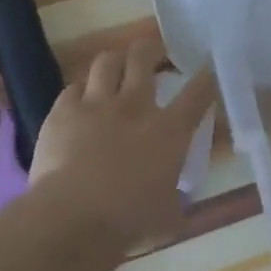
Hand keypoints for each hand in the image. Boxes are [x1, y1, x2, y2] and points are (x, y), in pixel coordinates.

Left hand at [30, 37, 217, 242]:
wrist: (71, 220)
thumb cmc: (129, 222)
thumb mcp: (169, 214)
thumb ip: (175, 198)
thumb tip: (177, 200)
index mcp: (169, 131)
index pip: (198, 92)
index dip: (207, 75)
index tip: (209, 66)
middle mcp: (134, 107)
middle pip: (144, 57)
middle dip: (151, 48)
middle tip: (155, 53)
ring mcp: (95, 105)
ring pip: (106, 61)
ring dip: (115, 61)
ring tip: (117, 68)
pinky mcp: (61, 112)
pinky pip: (72, 87)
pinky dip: (81, 90)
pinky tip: (81, 100)